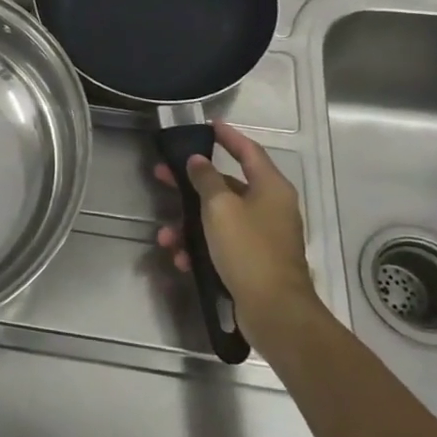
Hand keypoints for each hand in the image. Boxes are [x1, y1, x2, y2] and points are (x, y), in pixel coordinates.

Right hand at [154, 121, 315, 325]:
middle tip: (162, 175)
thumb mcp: (220, 208)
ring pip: (218, 219)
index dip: (228, 136)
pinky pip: (221, 244)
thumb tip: (198, 161)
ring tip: (165, 237)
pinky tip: (181, 260)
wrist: (274, 311)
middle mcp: (270, 207)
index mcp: (271, 188)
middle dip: (192, 184)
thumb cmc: (248, 250)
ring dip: (189, 225)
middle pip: (227, 185)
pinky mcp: (253, 261)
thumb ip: (206, 179)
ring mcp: (262, 236)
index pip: (249, 151)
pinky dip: (200, 249)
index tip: (208, 125)